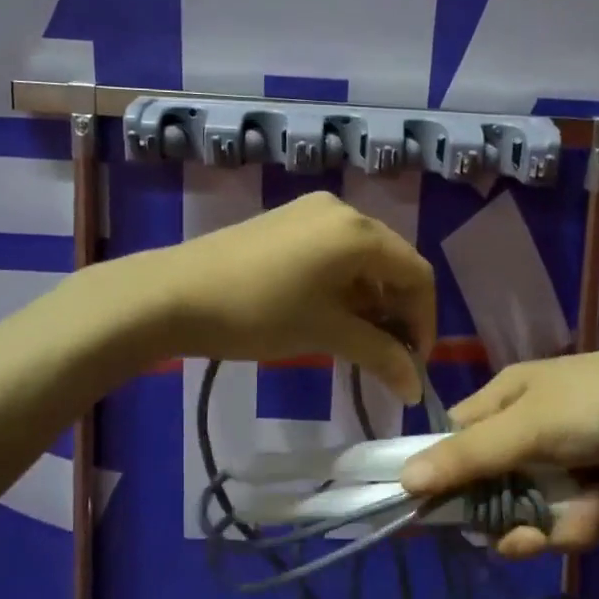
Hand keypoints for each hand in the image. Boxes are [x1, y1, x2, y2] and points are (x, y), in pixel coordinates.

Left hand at [153, 192, 436, 402]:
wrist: (174, 294)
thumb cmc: (259, 313)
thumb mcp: (325, 334)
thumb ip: (379, 355)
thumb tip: (415, 387)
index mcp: (360, 232)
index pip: (417, 275)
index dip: (424, 322)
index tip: (413, 364)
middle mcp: (343, 211)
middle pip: (393, 262)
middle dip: (398, 311)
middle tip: (388, 356)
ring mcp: (311, 211)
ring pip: (362, 258)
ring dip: (370, 300)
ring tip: (357, 340)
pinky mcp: (287, 220)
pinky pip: (334, 251)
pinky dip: (343, 284)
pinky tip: (328, 313)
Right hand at [400, 340, 598, 557]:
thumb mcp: (531, 427)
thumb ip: (469, 457)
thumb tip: (404, 480)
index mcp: (506, 400)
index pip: (455, 440)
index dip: (443, 476)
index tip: (434, 518)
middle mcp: (531, 428)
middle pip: (493, 486)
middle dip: (507, 517)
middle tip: (518, 538)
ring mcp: (569, 459)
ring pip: (536, 510)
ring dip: (555, 524)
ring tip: (580, 521)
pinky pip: (577, 517)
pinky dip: (592, 520)